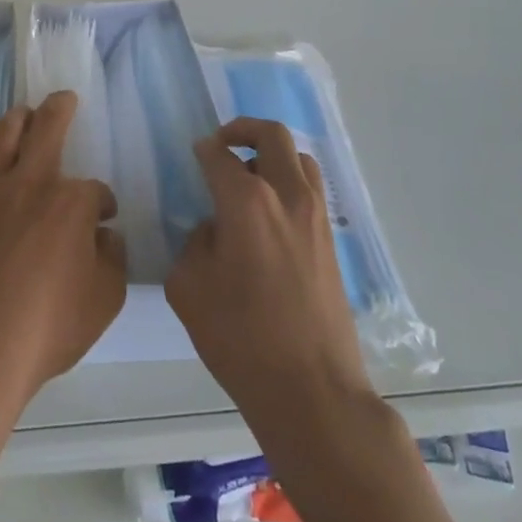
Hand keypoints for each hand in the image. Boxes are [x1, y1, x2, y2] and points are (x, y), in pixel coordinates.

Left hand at [0, 92, 127, 414]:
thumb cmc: (45, 329)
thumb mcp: (104, 302)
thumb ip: (114, 261)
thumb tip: (107, 235)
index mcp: (71, 204)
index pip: (94, 190)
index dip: (103, 203)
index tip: (103, 220)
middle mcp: (30, 183)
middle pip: (49, 129)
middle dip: (60, 109)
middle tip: (64, 98)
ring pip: (3, 134)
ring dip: (17, 117)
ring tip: (23, 111)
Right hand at [166, 118, 371, 421]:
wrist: (313, 391)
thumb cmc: (241, 339)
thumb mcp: (189, 288)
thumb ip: (194, 244)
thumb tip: (213, 229)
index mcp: (248, 202)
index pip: (220, 155)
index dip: (203, 150)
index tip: (195, 154)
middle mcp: (288, 196)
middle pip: (272, 136)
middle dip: (243, 130)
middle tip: (223, 145)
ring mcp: (317, 218)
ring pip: (300, 159)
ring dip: (273, 156)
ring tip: (249, 180)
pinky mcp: (332, 241)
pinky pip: (312, 190)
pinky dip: (290, 184)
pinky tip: (270, 217)